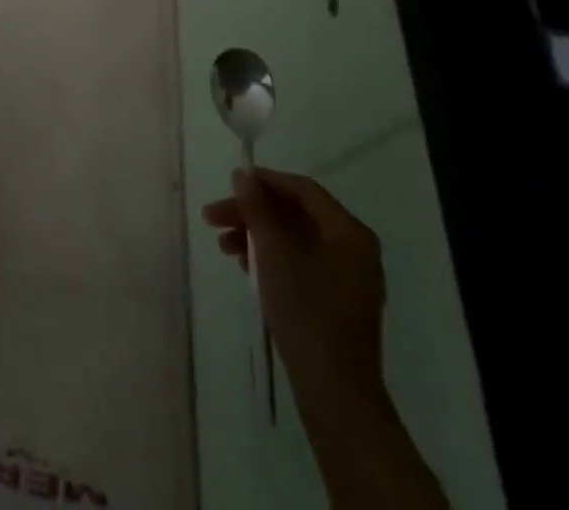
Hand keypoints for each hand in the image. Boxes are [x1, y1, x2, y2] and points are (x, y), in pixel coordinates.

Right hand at [201, 168, 386, 416]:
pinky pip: (302, 264)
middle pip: (296, 215)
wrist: (335, 393)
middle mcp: (354, 249)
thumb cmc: (306, 311)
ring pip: (296, 241)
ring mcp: (349, 279)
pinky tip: (246, 268)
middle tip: (214, 218)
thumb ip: (257, 208)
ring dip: (258, 236)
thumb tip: (242, 175)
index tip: (231, 183)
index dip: (265, 181)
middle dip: (253, 213)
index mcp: (349, 232)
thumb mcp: (274, 252)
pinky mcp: (338, 303)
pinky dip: (273, 260)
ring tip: (224, 246)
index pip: (303, 189)